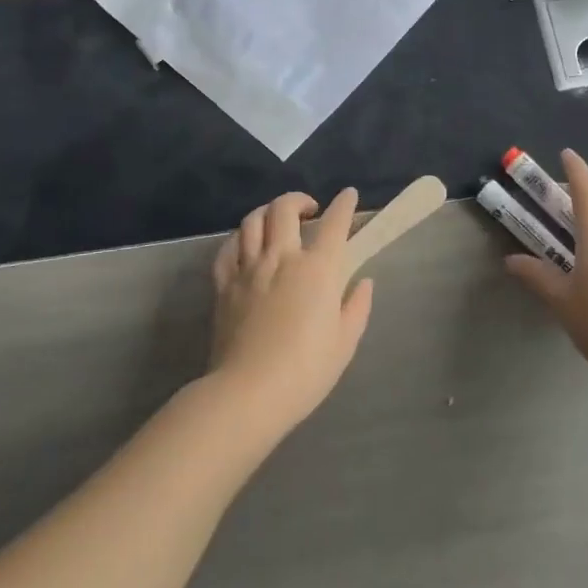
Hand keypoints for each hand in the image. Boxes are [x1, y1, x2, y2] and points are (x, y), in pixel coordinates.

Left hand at [208, 189, 373, 432]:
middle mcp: (282, 258)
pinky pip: (227, 248)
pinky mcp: (223, 285)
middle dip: (299, 200)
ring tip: (277, 220)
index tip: (349, 195)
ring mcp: (248, 269)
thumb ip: (356, 307)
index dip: (344, 205)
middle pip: (284, 209)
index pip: (334, 225)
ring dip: (268, 211)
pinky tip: (246, 244)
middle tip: (310, 209)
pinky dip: (239, 238)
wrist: (248, 393)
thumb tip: (363, 282)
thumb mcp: (345, 343)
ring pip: (253, 221)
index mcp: (317, 270)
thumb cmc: (305, 371)